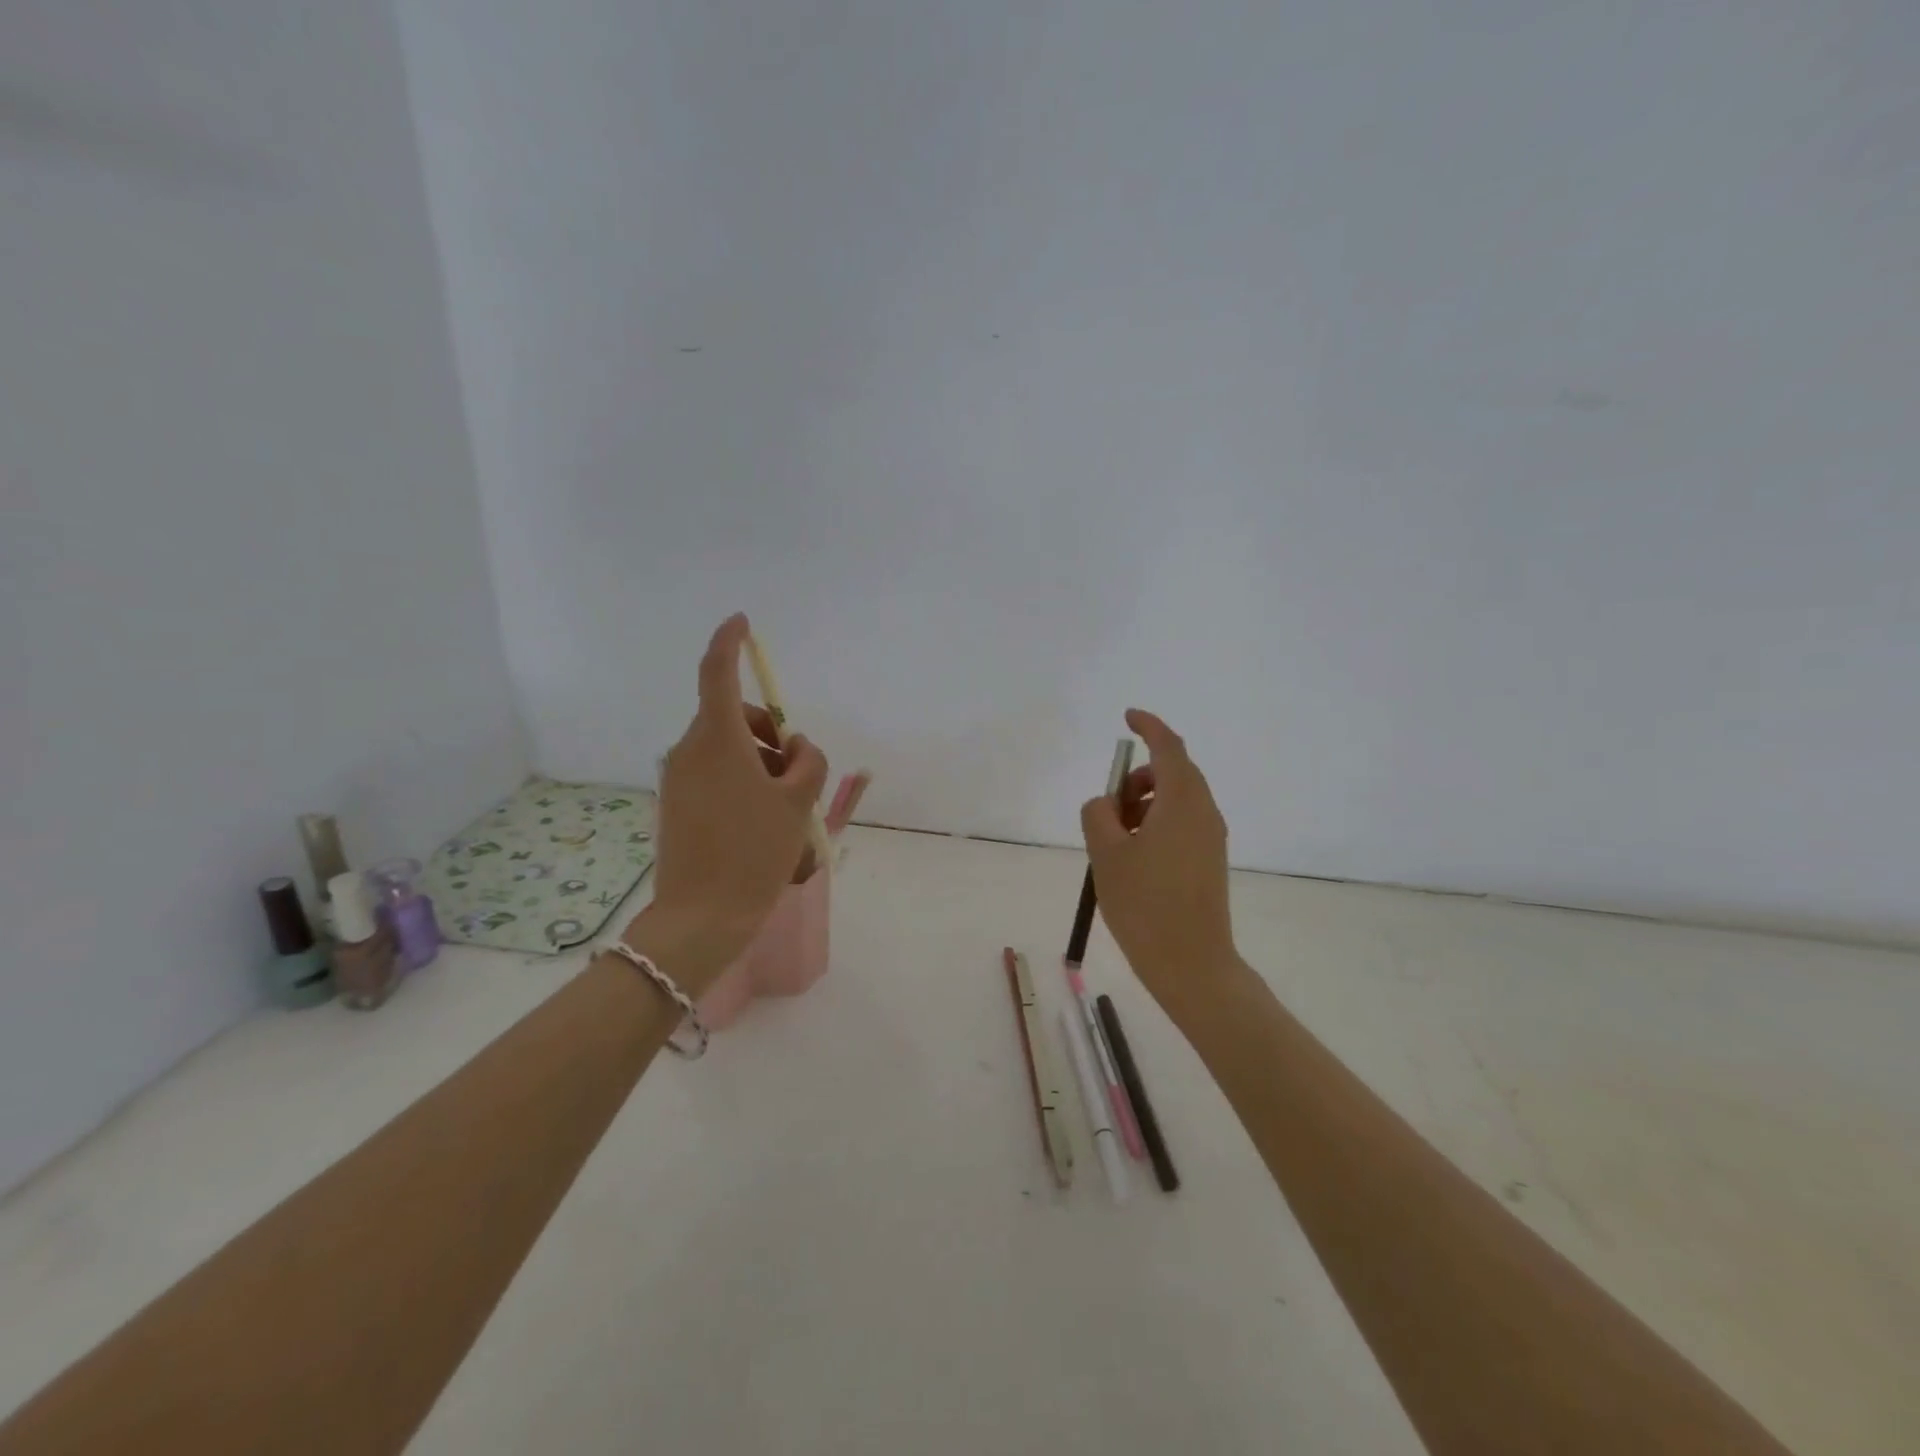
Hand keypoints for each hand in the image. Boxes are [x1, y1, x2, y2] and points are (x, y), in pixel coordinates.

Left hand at [632, 614, 827, 989]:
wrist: (702, 917)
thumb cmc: (755, 852)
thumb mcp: (797, 802)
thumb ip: (807, 761)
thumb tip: (795, 749)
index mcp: (718, 739)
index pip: (718, 673)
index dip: (730, 643)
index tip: (741, 623)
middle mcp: (690, 750)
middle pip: (735, 716)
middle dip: (771, 731)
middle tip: (798, 772)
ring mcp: (679, 777)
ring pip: (728, 747)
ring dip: (761, 761)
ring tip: (786, 808)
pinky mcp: (677, 802)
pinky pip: (716, 774)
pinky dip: (744, 782)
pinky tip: (763, 824)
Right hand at [1080, 709, 1236, 1011]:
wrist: (1191, 963)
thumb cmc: (1145, 903)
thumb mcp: (1106, 853)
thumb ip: (1098, 814)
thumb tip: (1106, 804)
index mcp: (1182, 801)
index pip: (1168, 747)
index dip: (1148, 726)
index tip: (1127, 718)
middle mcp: (1204, 812)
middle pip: (1173, 773)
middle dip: (1137, 777)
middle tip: (1108, 804)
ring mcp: (1211, 837)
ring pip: (1176, 800)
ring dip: (1144, 803)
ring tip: (1114, 838)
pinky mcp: (1209, 860)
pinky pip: (1181, 823)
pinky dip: (1155, 823)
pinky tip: (1133, 856)